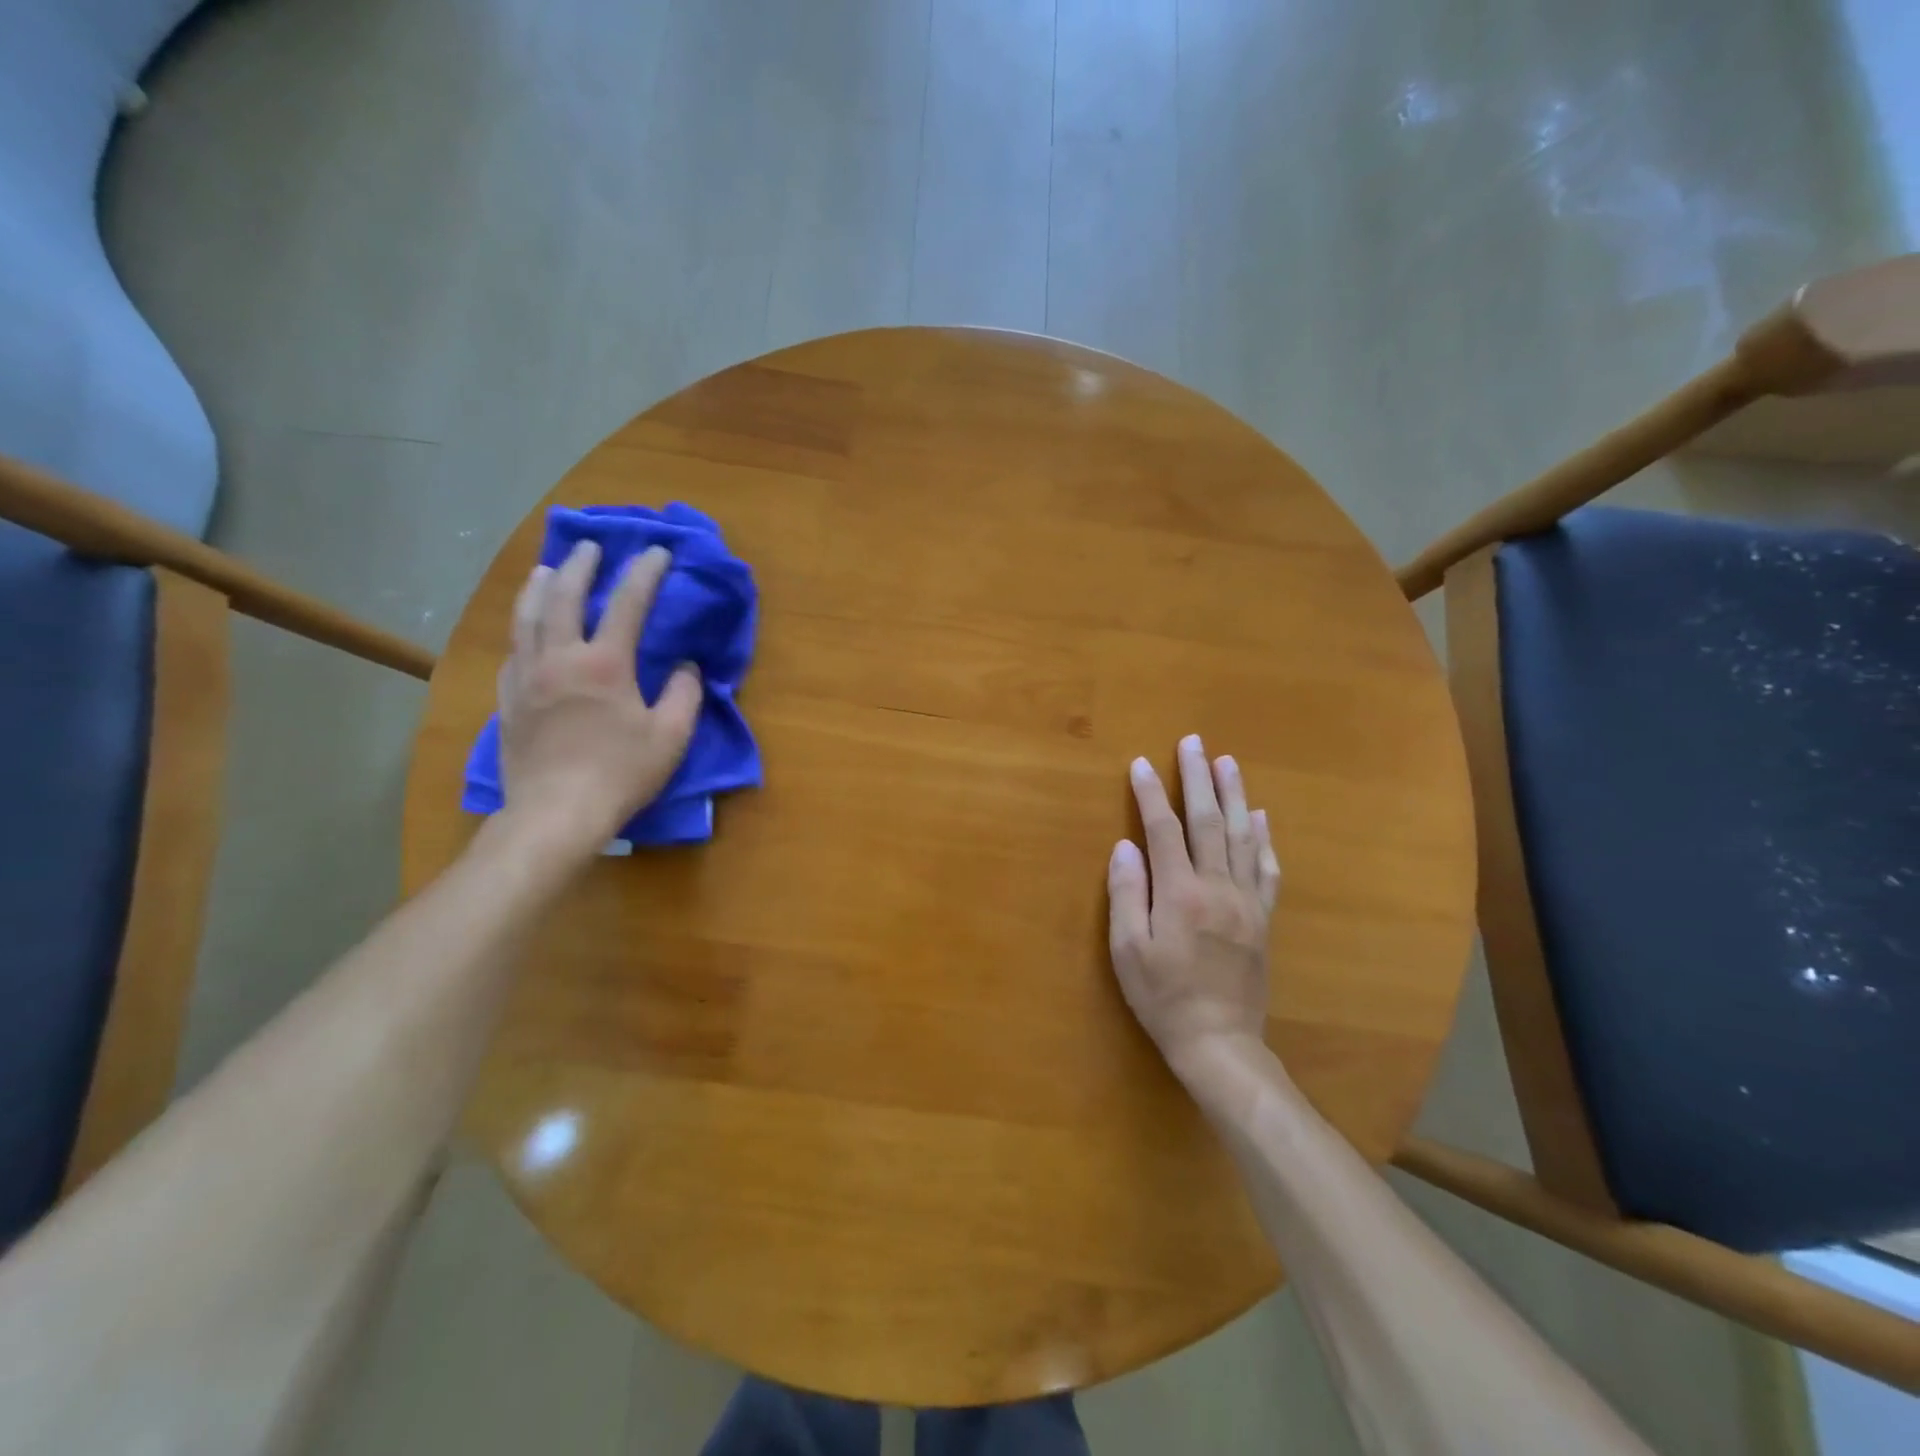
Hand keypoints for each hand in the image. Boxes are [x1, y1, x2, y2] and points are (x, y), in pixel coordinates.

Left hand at [495, 540, 702, 856]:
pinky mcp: (507, 700)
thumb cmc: (621, 774)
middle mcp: (560, 658)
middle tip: (590, 546)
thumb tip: (685, 667)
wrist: (555, 813)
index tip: (657, 552)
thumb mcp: (670, 737)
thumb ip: (683, 695)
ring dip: (538, 587)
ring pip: (526, 617)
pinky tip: (527, 631)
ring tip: (545, 569)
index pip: (628, 603)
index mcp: (605, 663)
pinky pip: (512, 652)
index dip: (645, 572)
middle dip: (580, 565)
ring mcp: (526, 677)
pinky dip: (522, 630)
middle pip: (564, 596)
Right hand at [1107, 735, 1281, 1083]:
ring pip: (1241, 836)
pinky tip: (1260, 817)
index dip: (1151, 794)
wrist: (1220, 1042)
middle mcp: (1217, 887)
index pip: (1163, 830)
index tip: (1142, 763)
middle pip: (1208, 821)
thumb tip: (1126, 846)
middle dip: (1198, 778)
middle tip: (1193, 742)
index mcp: (1180, 893)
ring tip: (1227, 762)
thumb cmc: (1163, 997)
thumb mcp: (1128, 951)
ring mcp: (1245, 901)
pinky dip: (1263, 838)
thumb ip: (1126, 895)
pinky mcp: (1262, 918)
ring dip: (1234, 795)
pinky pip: (1266, 869)